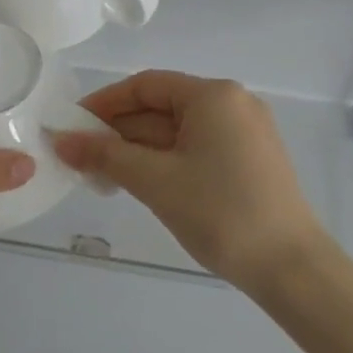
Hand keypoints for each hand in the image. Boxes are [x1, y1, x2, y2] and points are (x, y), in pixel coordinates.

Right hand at [51, 71, 332, 294]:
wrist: (291, 267)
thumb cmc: (220, 213)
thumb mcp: (156, 181)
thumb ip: (105, 155)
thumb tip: (61, 141)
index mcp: (214, 96)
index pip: (146, 85)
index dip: (104, 103)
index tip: (71, 126)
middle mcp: (233, 103)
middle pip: (162, 107)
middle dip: (119, 131)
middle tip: (80, 158)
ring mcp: (246, 132)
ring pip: (179, 130)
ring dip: (139, 149)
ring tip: (103, 176)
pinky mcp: (251, 160)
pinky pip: (198, 148)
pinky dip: (166, 160)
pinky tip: (141, 182)